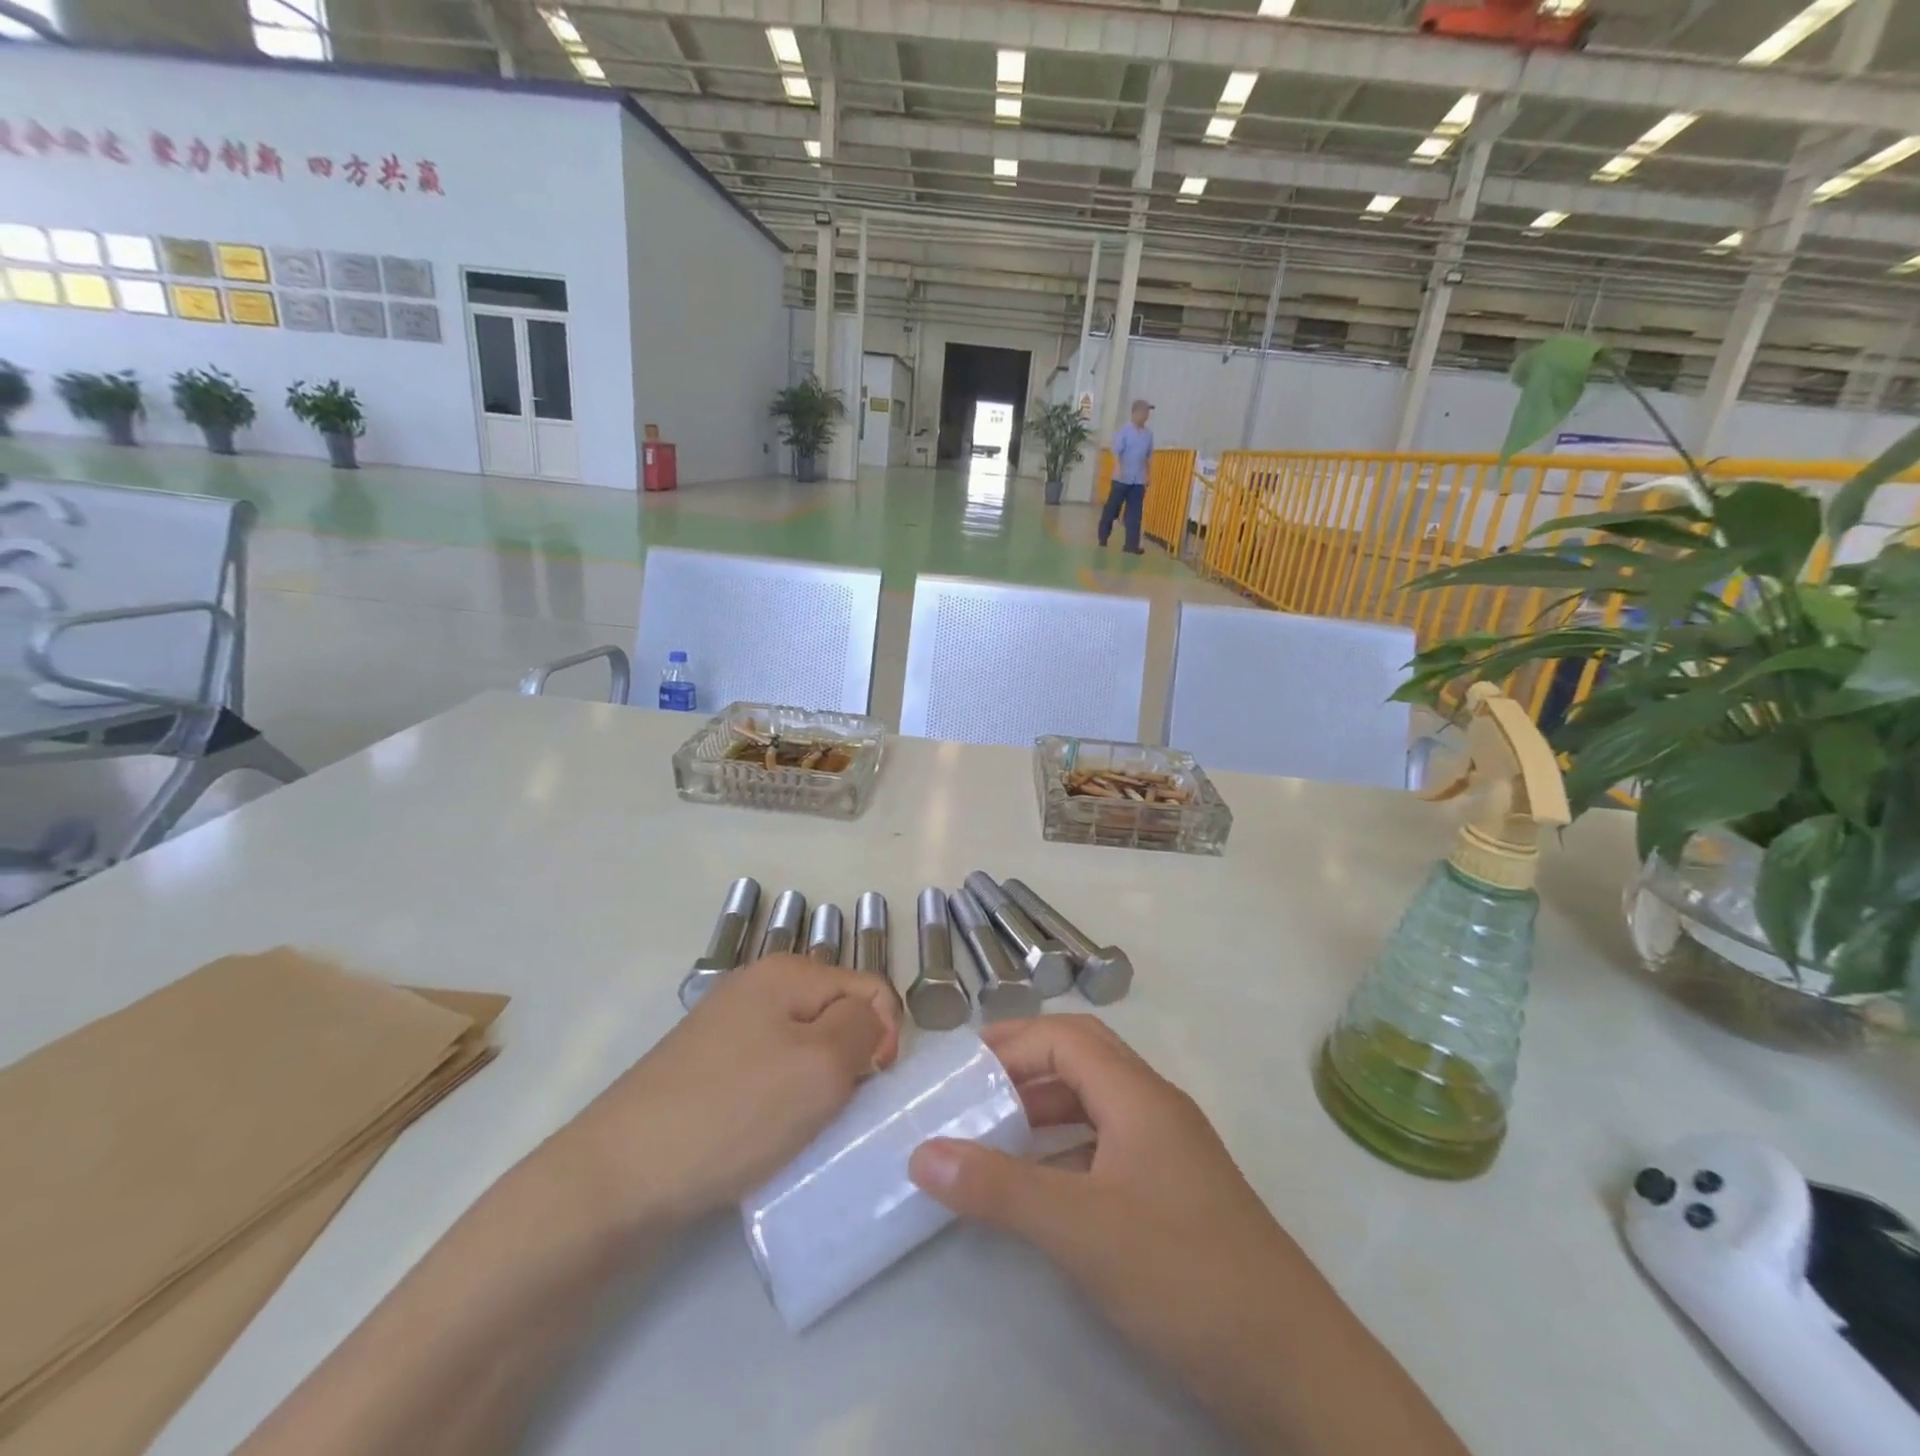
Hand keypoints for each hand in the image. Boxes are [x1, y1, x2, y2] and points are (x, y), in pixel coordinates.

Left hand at [558, 956, 900, 1233]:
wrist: (617, 1176)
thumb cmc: (733, 1113)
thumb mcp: (821, 1066)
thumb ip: (863, 1028)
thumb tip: (867, 1021)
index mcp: (787, 971)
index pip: (870, 987)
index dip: (884, 1035)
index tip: (870, 1086)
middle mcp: (757, 985)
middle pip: (835, 1014)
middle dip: (847, 1060)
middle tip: (830, 1111)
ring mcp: (726, 1025)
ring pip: (803, 1047)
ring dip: (814, 1085)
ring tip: (797, 1128)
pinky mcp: (706, 1066)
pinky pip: (768, 1071)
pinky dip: (779, 1100)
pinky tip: (764, 1134)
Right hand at [909, 1016, 1465, 1455]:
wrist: (1293, 1365)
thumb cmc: (1183, 1273)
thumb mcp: (1080, 1229)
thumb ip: (999, 1188)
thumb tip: (922, 1152)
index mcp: (1138, 1095)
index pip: (1066, 1038)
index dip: (1014, 1042)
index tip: (963, 1067)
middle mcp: (1157, 1108)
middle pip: (1085, 1058)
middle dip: (1028, 1063)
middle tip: (975, 1086)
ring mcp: (1172, 1150)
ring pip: (1099, 1102)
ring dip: (1048, 1106)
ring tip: (998, 1130)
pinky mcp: (1177, 1192)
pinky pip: (1111, 1144)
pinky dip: (1070, 1148)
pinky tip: (1045, 1184)